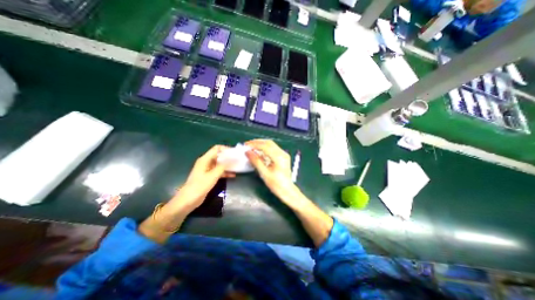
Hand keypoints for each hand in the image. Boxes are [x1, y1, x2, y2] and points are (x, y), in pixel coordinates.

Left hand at [167, 144, 233, 210]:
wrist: (189, 200)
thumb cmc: (200, 185)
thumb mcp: (213, 175)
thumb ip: (223, 166)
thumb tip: (232, 159)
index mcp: (205, 159)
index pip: (216, 148)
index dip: (225, 149)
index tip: (234, 152)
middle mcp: (206, 162)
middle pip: (219, 156)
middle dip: (228, 157)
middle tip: (238, 159)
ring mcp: (208, 170)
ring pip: (220, 164)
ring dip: (228, 165)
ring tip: (237, 166)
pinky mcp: (209, 176)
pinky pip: (219, 171)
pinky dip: (225, 172)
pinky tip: (233, 175)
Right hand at [245, 140, 300, 204]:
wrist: (287, 190)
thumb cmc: (276, 184)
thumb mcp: (264, 174)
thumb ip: (256, 161)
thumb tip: (248, 152)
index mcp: (279, 157)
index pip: (265, 146)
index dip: (254, 144)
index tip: (246, 145)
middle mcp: (283, 153)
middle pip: (269, 142)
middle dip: (257, 142)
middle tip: (248, 144)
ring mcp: (284, 154)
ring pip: (271, 144)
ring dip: (261, 144)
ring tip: (252, 147)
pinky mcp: (283, 156)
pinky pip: (273, 148)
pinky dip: (265, 148)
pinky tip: (259, 151)